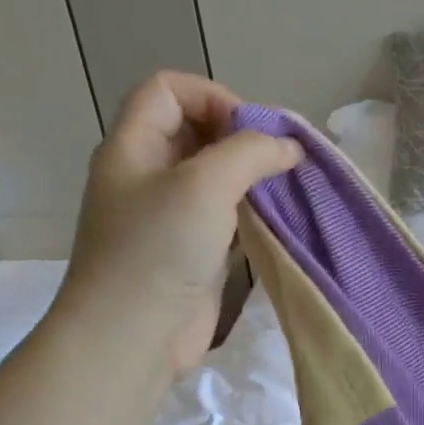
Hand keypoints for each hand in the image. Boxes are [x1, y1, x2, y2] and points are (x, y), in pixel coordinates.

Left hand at [51, 71, 302, 375]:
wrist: (134, 335)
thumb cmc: (159, 249)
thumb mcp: (205, 184)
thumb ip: (250, 153)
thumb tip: (289, 147)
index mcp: (133, 146)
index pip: (169, 89)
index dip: (213, 96)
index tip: (252, 131)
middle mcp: (148, 174)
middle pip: (196, 130)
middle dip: (241, 137)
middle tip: (280, 160)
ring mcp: (169, 215)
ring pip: (215, 176)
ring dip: (252, 177)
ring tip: (287, 188)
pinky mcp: (191, 250)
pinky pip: (225, 216)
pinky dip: (252, 211)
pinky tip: (278, 221)